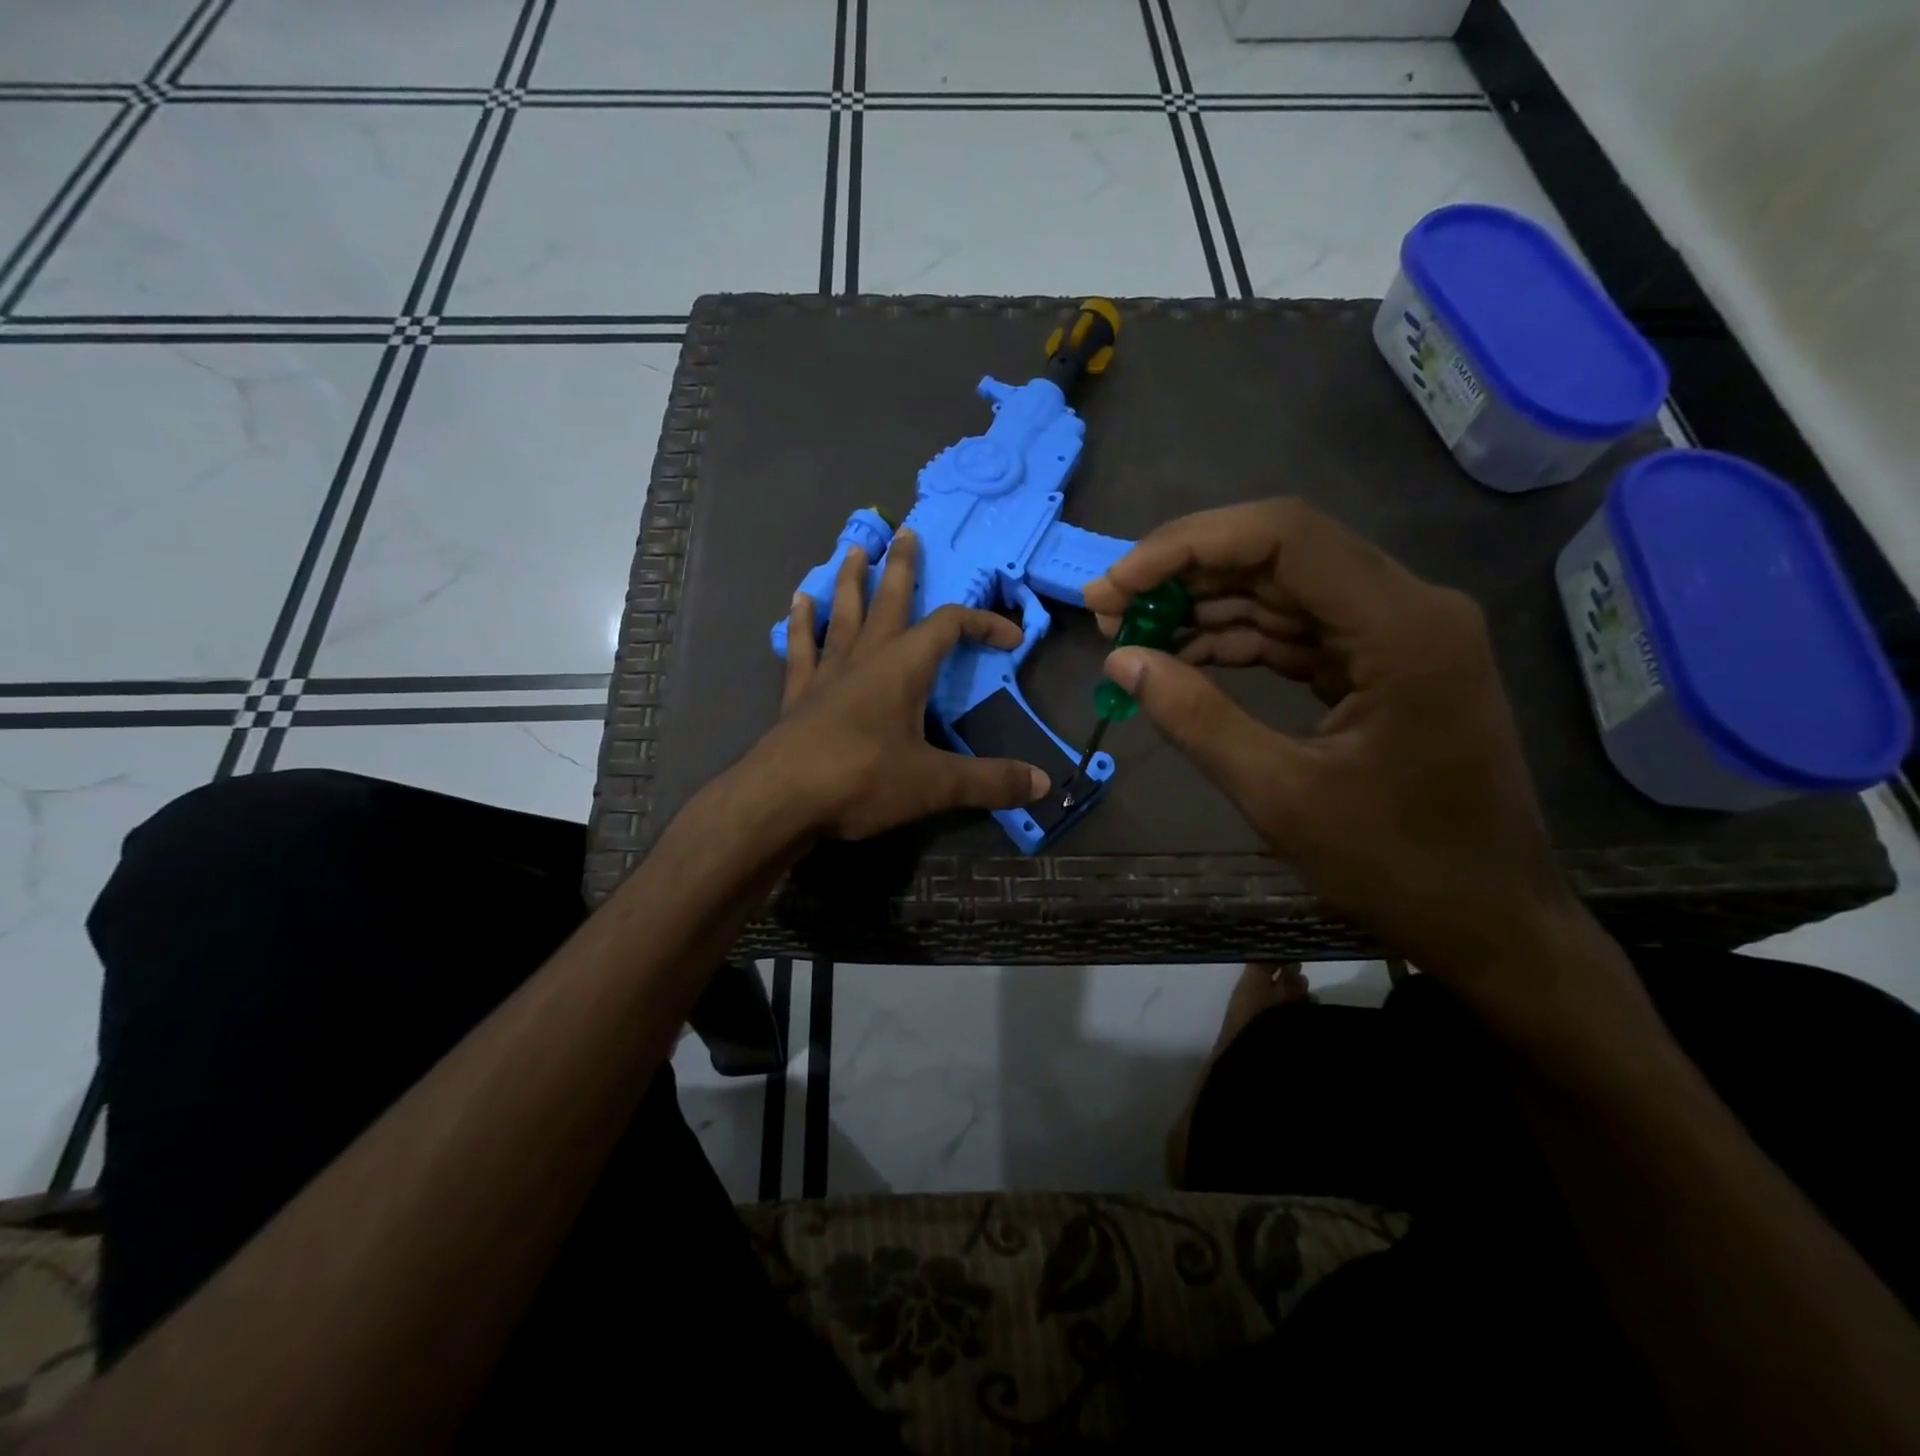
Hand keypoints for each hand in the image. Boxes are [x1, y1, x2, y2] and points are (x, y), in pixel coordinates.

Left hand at [748, 528, 1049, 839]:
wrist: (782, 800)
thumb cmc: (862, 780)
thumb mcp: (935, 784)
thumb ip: (990, 781)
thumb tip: (1043, 785)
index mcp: (903, 668)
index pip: (950, 627)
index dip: (983, 623)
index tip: (1011, 637)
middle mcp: (865, 658)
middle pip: (889, 601)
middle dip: (902, 567)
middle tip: (906, 531)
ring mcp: (827, 673)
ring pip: (843, 614)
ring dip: (852, 582)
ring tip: (855, 551)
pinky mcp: (798, 694)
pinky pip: (803, 647)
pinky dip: (803, 623)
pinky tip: (799, 601)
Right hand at [1083, 499, 1595, 1001]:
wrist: (1487, 918)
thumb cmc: (1396, 866)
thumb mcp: (1280, 796)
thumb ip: (1196, 719)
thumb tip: (1120, 661)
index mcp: (1402, 627)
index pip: (1283, 535)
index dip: (1186, 546)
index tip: (1115, 585)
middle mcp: (1408, 607)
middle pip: (1279, 552)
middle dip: (1184, 574)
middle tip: (1108, 611)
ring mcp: (1397, 633)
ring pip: (1281, 589)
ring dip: (1202, 606)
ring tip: (1130, 635)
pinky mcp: (1382, 662)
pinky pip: (1295, 630)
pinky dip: (1234, 640)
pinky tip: (1180, 658)